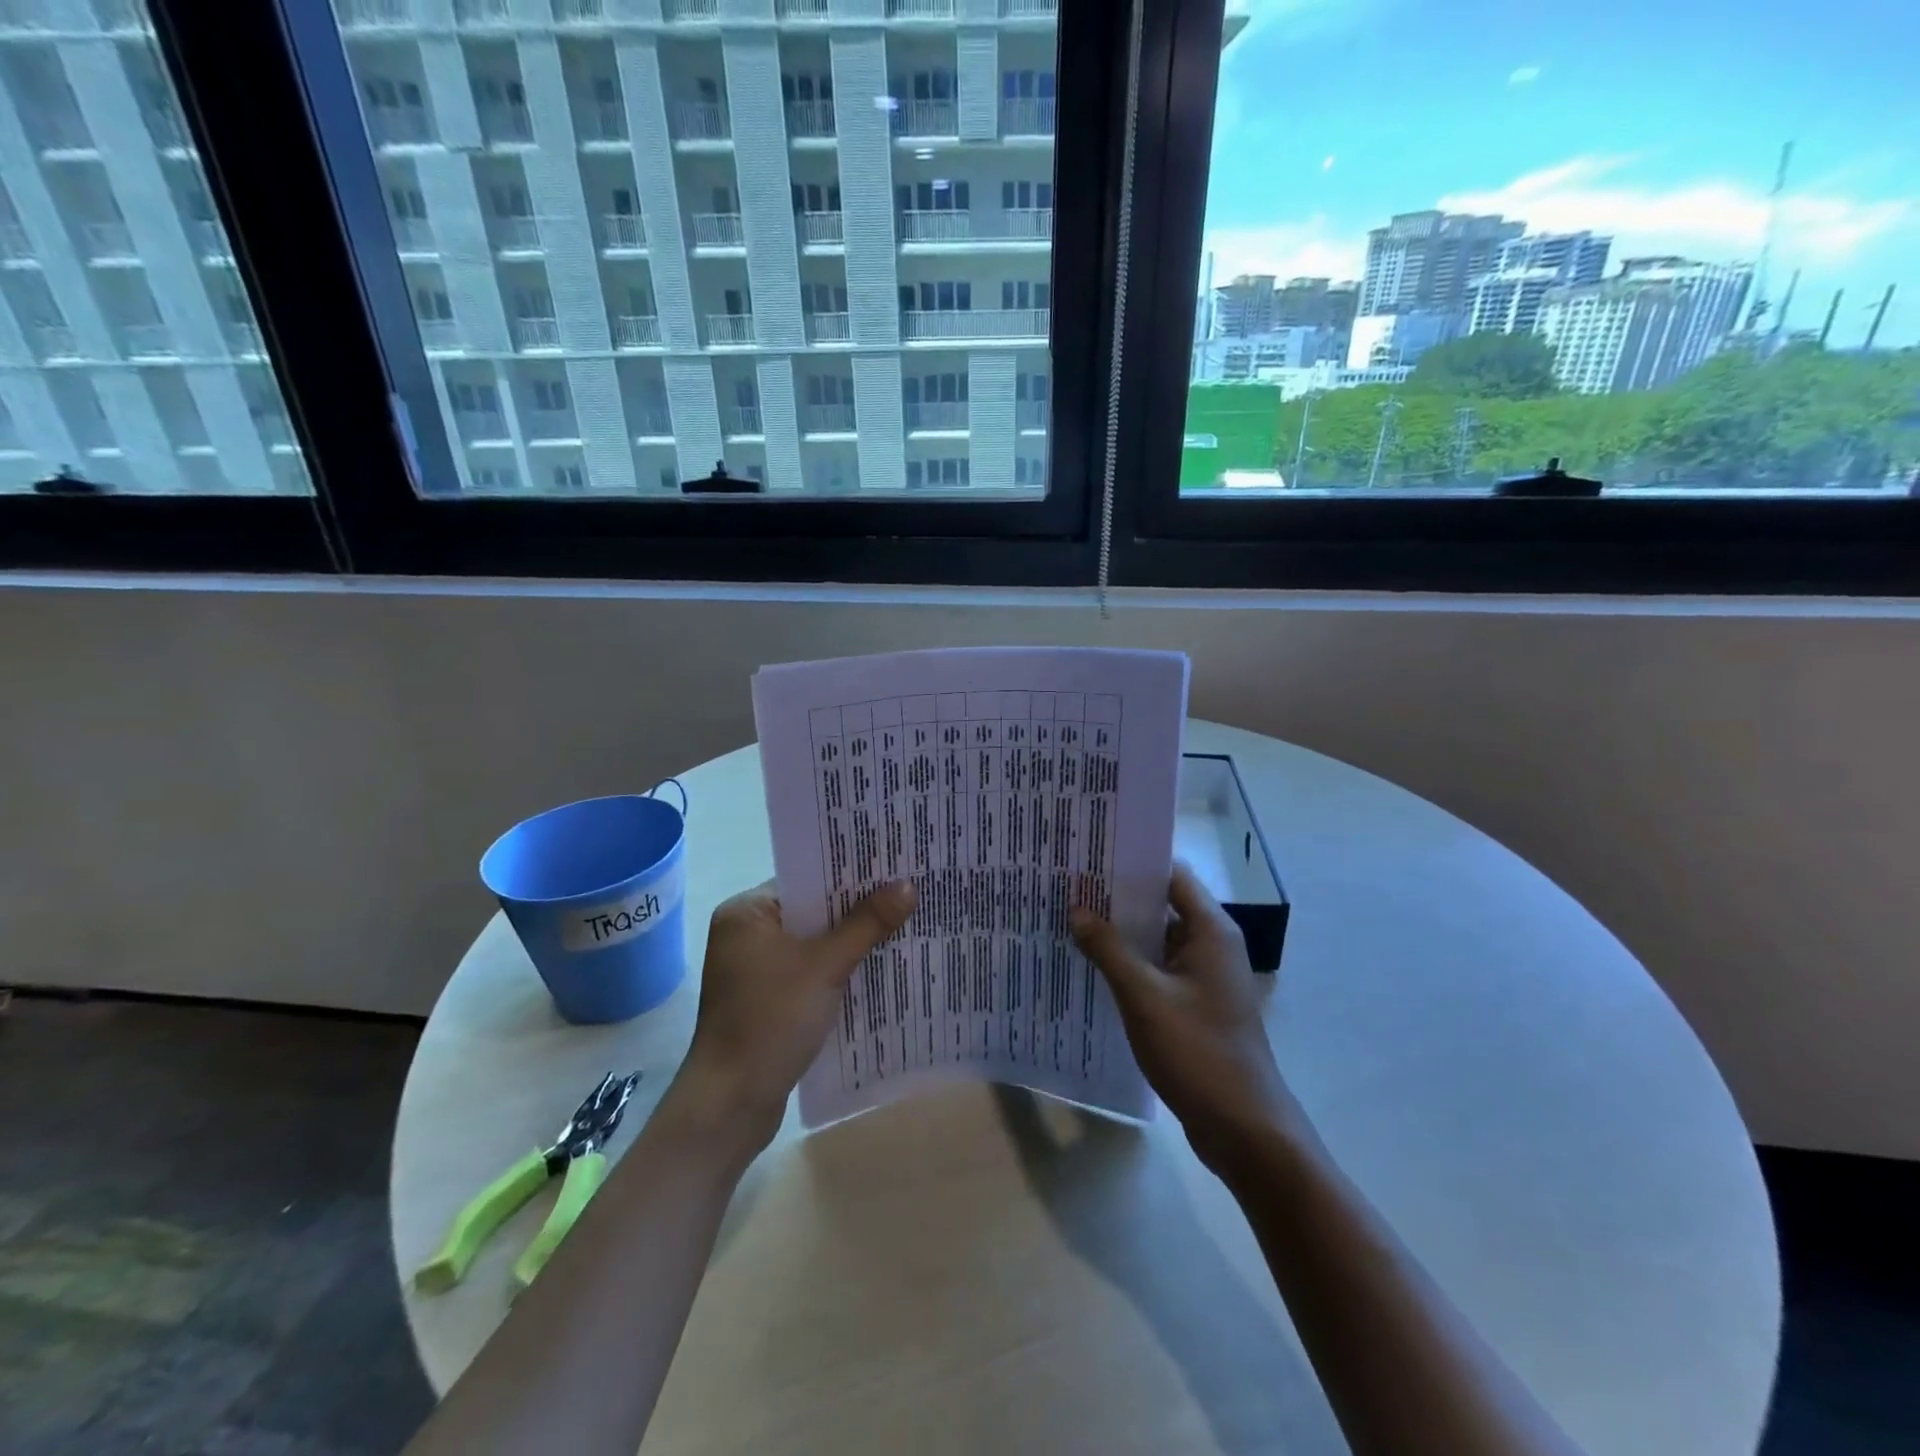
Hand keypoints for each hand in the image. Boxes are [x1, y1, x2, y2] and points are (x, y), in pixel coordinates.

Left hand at [677, 879, 914, 1152]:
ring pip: (814, 942)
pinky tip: (875, 967)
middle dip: (856, 908)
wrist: (731, 1104)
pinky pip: (809, 970)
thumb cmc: (771, 1020)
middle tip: (906, 892)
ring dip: (850, 940)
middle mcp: (746, 933)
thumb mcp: (825, 967)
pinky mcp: (766, 999)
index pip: (806, 879)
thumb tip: (907, 885)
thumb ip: (866, 924)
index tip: (892, 866)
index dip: (850, 874)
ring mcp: (754, 969)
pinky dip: (837, 969)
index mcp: (746, 912)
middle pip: (812, 910)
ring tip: (902, 924)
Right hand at [1071, 864, 1293, 1175]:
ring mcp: (1205, 977)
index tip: (1089, 855)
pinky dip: (1130, 963)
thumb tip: (1077, 909)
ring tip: (1071, 918)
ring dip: (1121, 932)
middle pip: (1162, 905)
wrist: (1245, 1128)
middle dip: (1117, 897)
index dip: (1132, 862)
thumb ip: (1108, 949)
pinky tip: (1093, 965)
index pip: (1170, 874)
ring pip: (1157, 939)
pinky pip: (1158, 969)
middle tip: (1069, 885)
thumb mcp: (1144, 996)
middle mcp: (1212, 944)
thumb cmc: (1198, 1052)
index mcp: (1210, 930)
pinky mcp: (1196, 1005)